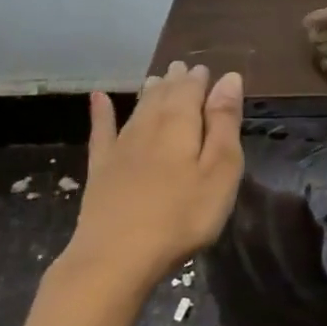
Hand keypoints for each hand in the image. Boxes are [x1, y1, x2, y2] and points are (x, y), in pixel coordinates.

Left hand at [55, 62, 244, 291]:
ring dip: (149, 92)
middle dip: (175, 81)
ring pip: (138, 110)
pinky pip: (102, 132)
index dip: (200, 79)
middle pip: (163, 96)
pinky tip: (98, 98)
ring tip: (157, 78)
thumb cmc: (181, 216)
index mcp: (181, 124)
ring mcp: (121, 148)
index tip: (207, 70)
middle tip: (182, 67)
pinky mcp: (101, 170)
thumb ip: (224, 123)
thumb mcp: (220, 171)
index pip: (191, 90)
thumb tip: (228, 78)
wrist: (115, 258)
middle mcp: (149, 126)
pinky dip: (102, 113)